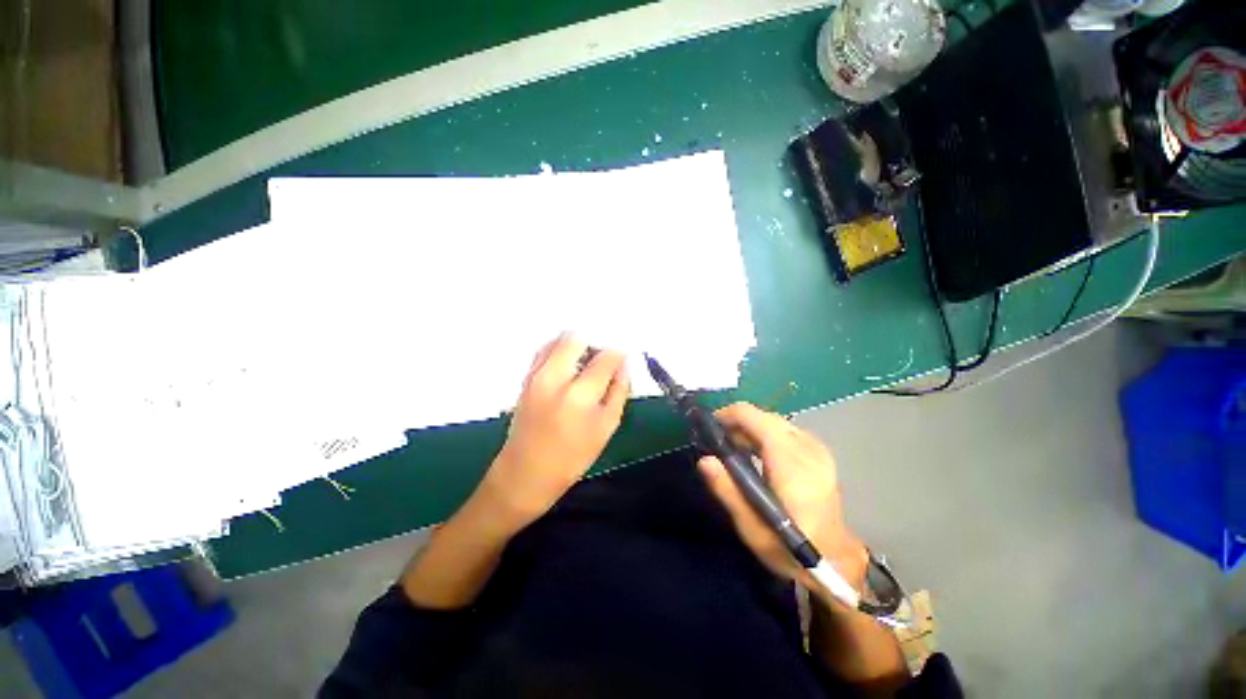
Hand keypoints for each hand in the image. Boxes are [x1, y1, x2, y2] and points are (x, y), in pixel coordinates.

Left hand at [484, 334, 629, 525]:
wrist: (525, 473)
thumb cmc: (572, 457)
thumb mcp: (606, 427)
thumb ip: (619, 391)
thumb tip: (624, 365)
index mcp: (579, 395)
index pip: (605, 357)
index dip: (618, 355)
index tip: (623, 359)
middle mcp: (554, 377)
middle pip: (577, 338)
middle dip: (595, 342)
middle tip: (603, 359)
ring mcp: (536, 375)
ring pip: (558, 339)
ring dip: (577, 345)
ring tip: (586, 363)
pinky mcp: (526, 377)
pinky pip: (545, 350)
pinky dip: (560, 350)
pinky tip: (569, 366)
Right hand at [698, 403, 867, 604]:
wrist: (836, 561)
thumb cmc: (790, 548)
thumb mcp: (752, 528)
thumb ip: (728, 491)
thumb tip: (704, 460)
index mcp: (791, 462)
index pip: (755, 417)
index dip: (728, 415)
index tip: (708, 428)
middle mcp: (807, 448)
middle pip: (764, 417)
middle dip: (738, 423)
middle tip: (719, 444)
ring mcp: (817, 449)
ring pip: (775, 422)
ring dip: (751, 429)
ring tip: (734, 449)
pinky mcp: (820, 454)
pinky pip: (786, 431)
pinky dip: (766, 435)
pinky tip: (757, 454)